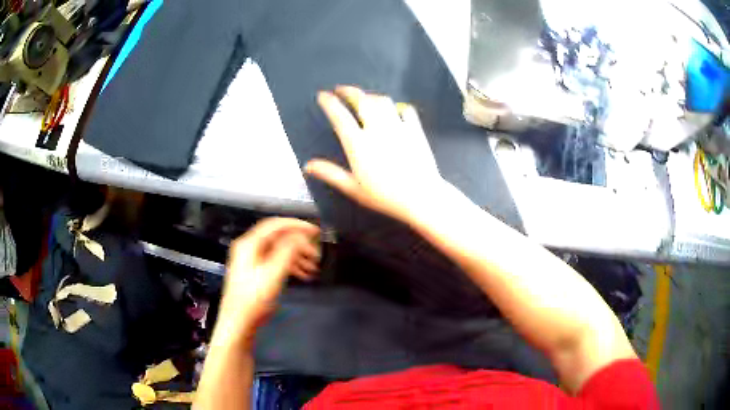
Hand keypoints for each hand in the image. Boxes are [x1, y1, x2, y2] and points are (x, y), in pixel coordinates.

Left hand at [217, 218, 319, 338]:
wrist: (239, 322)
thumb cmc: (253, 299)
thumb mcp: (273, 273)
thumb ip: (287, 251)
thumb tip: (300, 236)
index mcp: (249, 244)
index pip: (275, 225)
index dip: (296, 225)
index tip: (314, 230)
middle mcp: (249, 248)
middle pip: (278, 238)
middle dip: (299, 244)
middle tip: (316, 252)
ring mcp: (252, 261)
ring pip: (278, 251)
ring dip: (297, 256)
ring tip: (313, 266)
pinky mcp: (256, 273)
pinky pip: (276, 262)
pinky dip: (290, 265)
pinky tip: (303, 275)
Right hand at [306, 86, 447, 223]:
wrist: (420, 197)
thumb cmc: (385, 196)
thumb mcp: (353, 188)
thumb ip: (330, 174)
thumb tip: (308, 166)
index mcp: (358, 144)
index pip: (340, 116)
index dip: (329, 103)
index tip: (323, 96)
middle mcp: (377, 129)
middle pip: (362, 100)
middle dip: (349, 91)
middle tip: (341, 89)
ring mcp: (398, 127)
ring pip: (383, 101)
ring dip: (371, 96)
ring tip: (365, 98)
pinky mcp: (415, 130)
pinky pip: (406, 110)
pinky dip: (398, 107)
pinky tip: (395, 110)